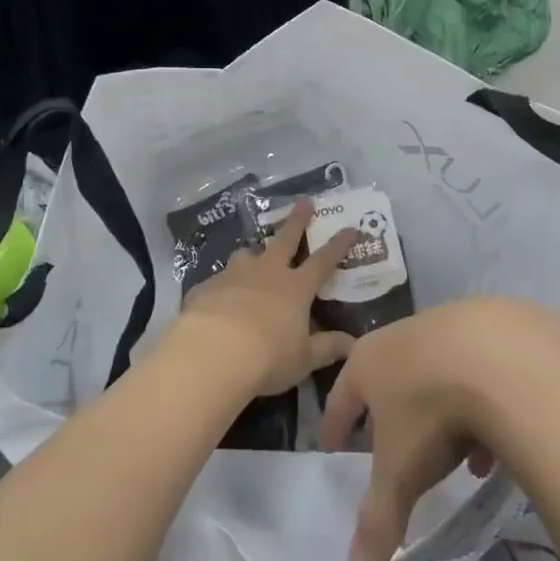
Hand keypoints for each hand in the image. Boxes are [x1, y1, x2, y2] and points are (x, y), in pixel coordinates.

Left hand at [174, 201, 357, 398]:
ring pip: (246, 254)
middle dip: (297, 220)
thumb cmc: (268, 356)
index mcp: (296, 287)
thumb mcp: (303, 359)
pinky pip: (218, 281)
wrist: (212, 353)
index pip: (323, 261)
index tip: (350, 228)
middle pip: (285, 239)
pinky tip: (217, 300)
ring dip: (253, 253)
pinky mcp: (206, 286)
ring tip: (252, 256)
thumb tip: (353, 344)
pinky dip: (223, 287)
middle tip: (304, 200)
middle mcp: (267, 272)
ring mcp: (234, 275)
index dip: (339, 245)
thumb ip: (326, 348)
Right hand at [320, 298, 559, 560]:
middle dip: (394, 416)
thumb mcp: (400, 473)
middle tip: (398, 449)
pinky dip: (484, 402)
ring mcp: (450, 323)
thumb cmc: (431, 411)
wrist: (501, 356)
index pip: (340, 395)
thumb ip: (378, 520)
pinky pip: (479, 369)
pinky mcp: (493, 324)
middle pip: (390, 377)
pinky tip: (502, 437)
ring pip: (438, 373)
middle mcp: (404, 334)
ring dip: (444, 413)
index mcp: (368, 361)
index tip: (331, 445)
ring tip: (463, 458)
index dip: (335, 424)